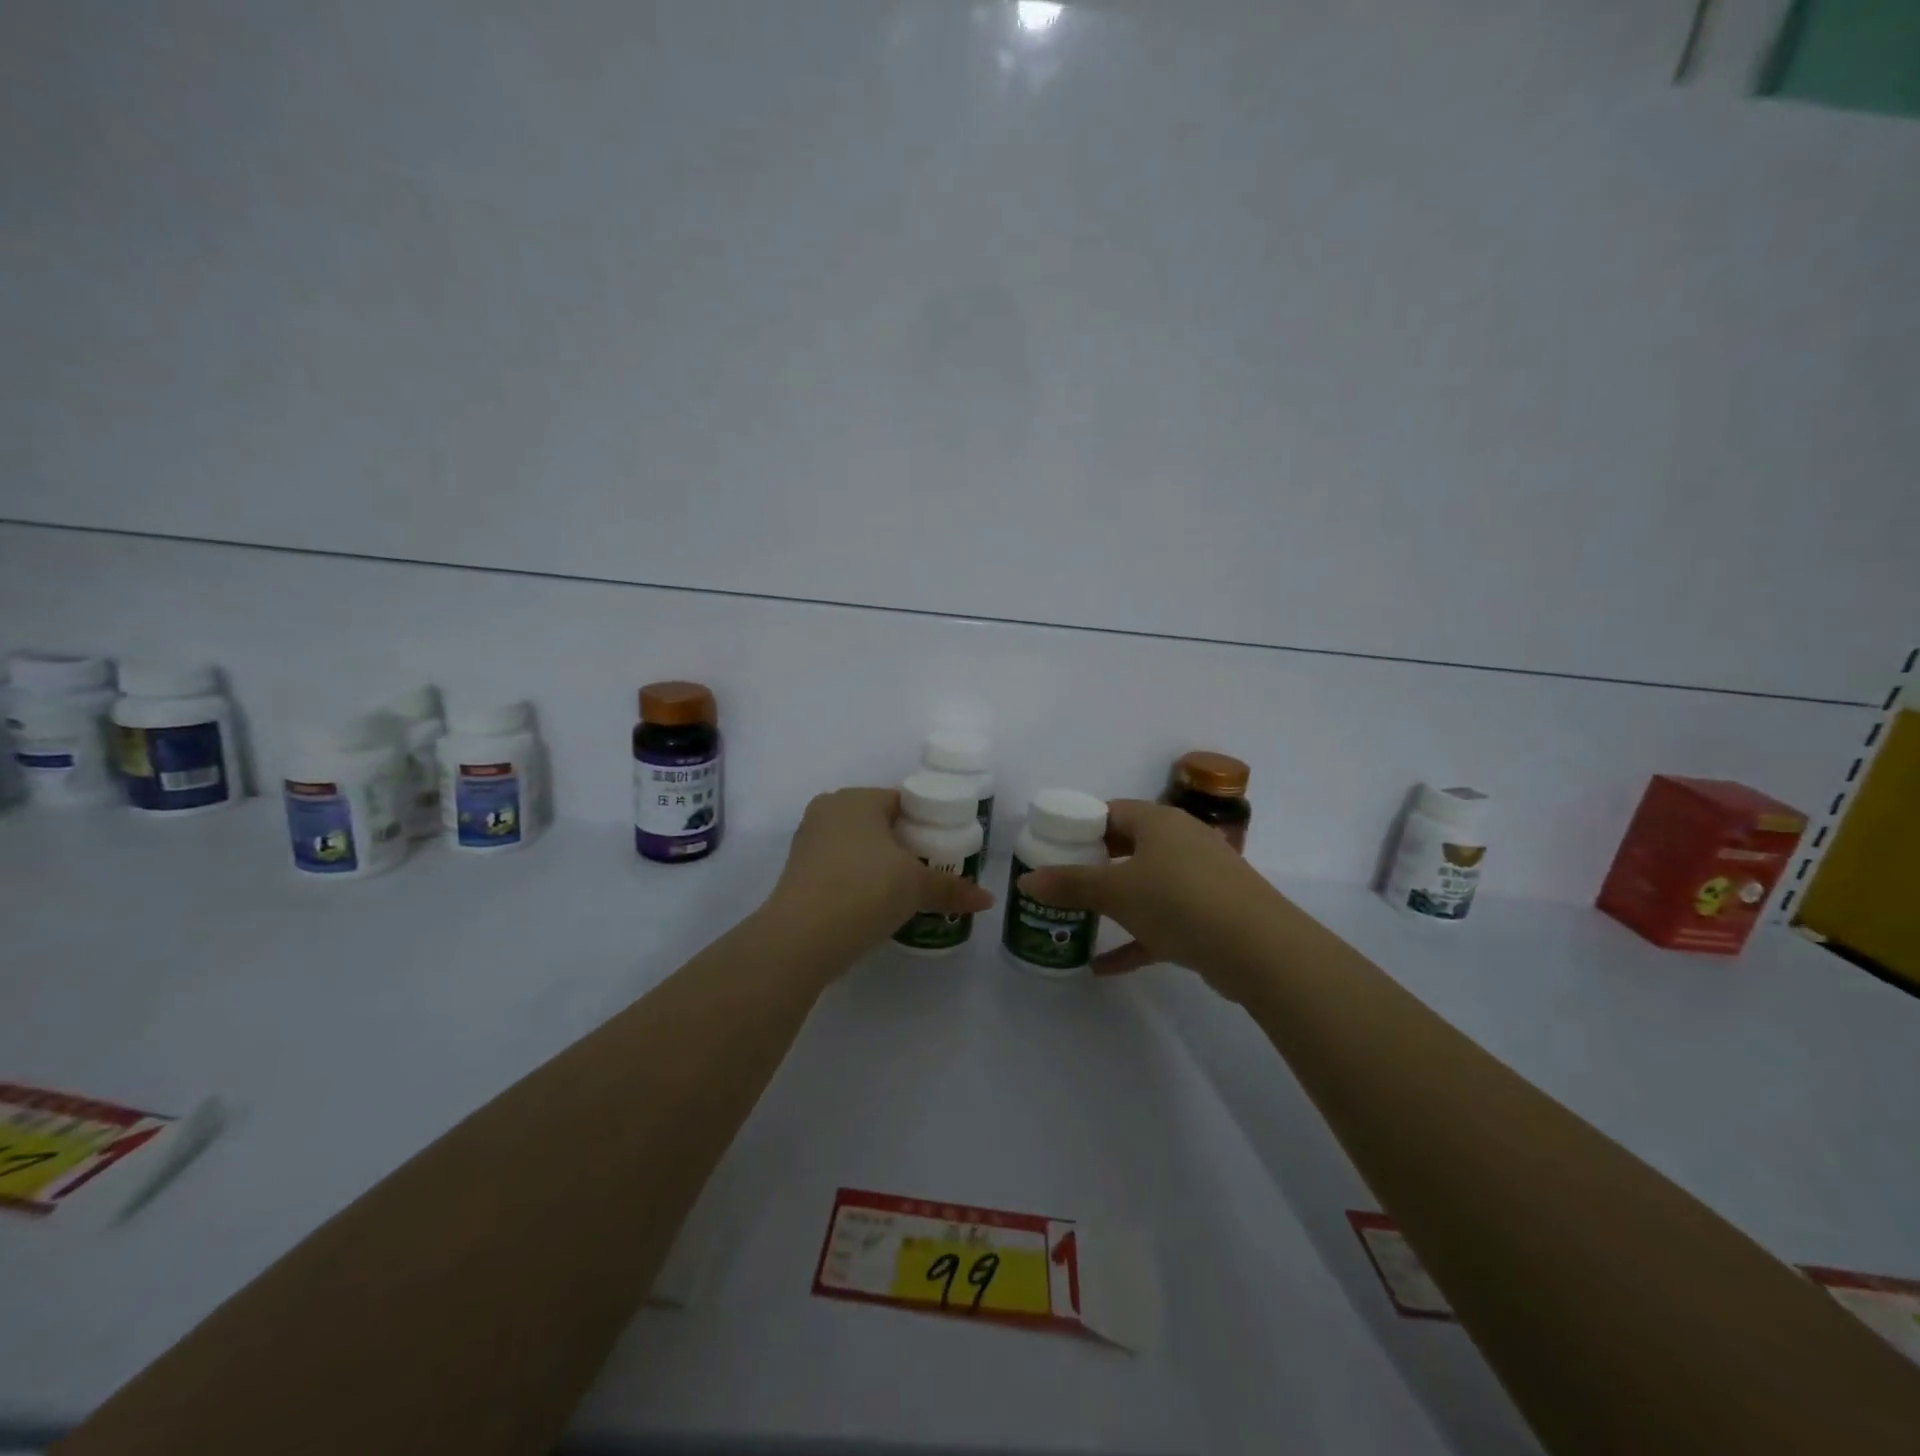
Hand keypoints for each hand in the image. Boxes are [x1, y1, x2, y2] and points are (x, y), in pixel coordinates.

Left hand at [764, 787, 996, 963]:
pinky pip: (838, 869)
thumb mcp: (916, 886)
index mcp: (857, 799)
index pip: (902, 801)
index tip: (945, 847)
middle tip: (930, 869)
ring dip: (879, 864)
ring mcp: (807, 842)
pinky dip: (857, 881)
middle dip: (903, 844)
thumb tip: (987, 899)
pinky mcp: (797, 874)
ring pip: (856, 847)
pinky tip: (874, 904)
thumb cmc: (865, 890)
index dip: (927, 822)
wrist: (800, 938)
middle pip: (878, 823)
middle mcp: (828, 811)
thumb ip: (951, 888)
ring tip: (906, 890)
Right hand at [1016, 799, 1289, 1000]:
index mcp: (1159, 822)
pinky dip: (1136, 939)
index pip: (1111, 811)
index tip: (1053, 847)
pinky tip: (1102, 966)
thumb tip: (1027, 881)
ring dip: (1115, 903)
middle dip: (1094, 866)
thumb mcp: (1117, 892)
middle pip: (1128, 846)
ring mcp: (1200, 879)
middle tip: (1061, 882)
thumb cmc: (1179, 902)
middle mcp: (1182, 842)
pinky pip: (1163, 922)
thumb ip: (1070, 885)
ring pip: (1147, 885)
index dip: (1080, 826)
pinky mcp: (1211, 915)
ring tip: (1079, 918)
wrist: (1260, 950)